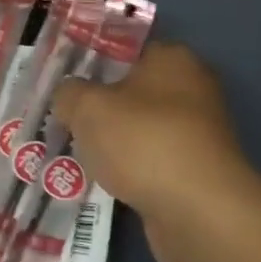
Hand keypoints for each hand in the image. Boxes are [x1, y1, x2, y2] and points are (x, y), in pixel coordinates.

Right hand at [52, 42, 260, 261]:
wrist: (198, 212)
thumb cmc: (143, 141)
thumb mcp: (88, 107)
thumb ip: (69, 93)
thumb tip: (68, 97)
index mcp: (173, 58)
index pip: (125, 49)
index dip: (90, 62)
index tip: (62, 81)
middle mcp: (193, 89)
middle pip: (131, 91)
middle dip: (98, 106)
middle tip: (62, 117)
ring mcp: (197, 133)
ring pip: (139, 129)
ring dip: (112, 141)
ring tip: (73, 152)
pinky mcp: (195, 171)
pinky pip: (150, 161)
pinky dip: (128, 170)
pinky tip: (100, 181)